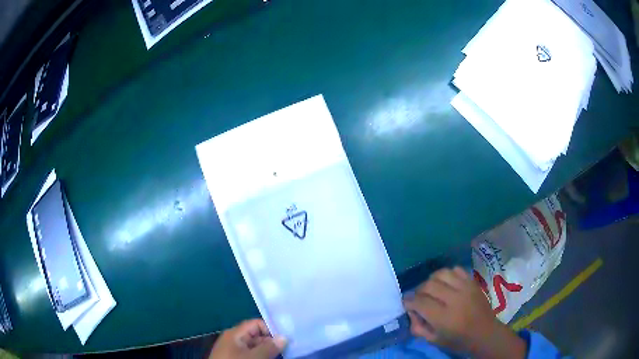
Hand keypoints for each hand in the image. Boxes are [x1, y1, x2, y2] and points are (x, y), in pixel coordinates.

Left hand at [208, 319, 286, 358]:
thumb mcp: (255, 357)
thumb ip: (269, 347)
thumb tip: (284, 337)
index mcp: (235, 333)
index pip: (256, 324)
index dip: (271, 330)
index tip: (285, 339)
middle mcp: (234, 339)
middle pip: (256, 336)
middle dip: (271, 342)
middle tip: (287, 350)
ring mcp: (233, 350)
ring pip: (254, 347)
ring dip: (267, 351)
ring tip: (281, 356)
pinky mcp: (234, 358)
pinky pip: (249, 354)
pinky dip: (260, 357)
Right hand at [403, 267, 526, 358]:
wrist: (485, 333)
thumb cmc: (459, 340)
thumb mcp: (435, 341)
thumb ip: (419, 328)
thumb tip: (411, 313)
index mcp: (444, 317)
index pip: (420, 302)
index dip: (409, 301)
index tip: (406, 303)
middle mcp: (454, 299)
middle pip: (429, 285)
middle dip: (418, 291)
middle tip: (418, 298)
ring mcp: (465, 288)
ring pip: (441, 273)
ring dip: (432, 280)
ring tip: (431, 289)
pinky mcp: (472, 282)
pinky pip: (456, 270)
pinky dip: (447, 274)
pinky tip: (446, 283)